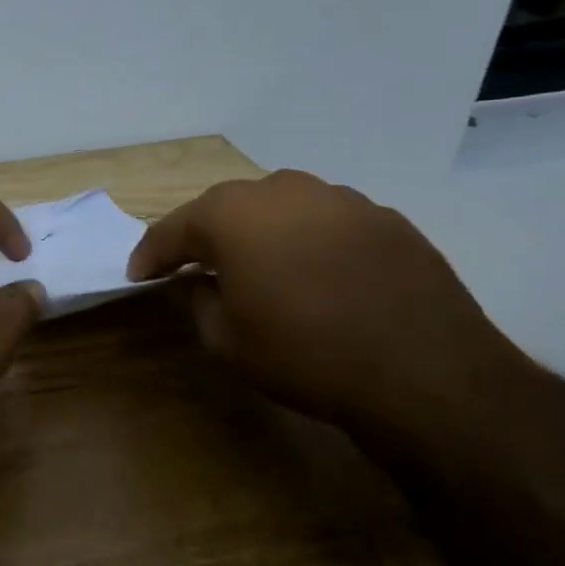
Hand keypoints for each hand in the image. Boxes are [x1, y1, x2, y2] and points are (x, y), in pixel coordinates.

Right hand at [129, 170, 536, 435]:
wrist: (426, 374)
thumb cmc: (304, 354)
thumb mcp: (226, 340)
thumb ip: (195, 301)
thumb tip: (190, 281)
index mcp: (233, 215)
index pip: (174, 228)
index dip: (151, 254)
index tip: (138, 275)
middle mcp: (284, 192)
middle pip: (227, 206)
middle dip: (204, 234)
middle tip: (192, 265)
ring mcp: (341, 200)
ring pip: (281, 206)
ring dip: (259, 231)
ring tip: (256, 264)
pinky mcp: (386, 219)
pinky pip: (327, 221)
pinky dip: (307, 239)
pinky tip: (315, 272)